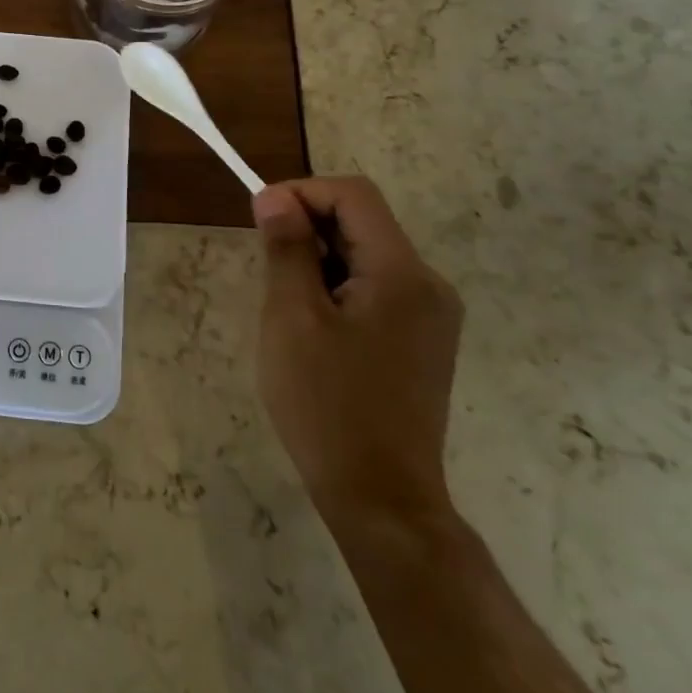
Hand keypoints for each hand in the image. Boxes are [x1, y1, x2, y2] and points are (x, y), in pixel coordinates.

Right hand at [253, 176, 462, 528]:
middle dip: (308, 229)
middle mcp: (428, 284)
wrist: (381, 499)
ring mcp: (431, 316)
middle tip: (268, 270)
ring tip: (288, 308)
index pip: (353, 194)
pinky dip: (338, 288)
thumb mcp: (293, 317)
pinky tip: (315, 330)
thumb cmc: (328, 404)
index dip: (302, 192)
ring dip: (319, 261)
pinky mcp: (422, 341)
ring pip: (365, 255)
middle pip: (362, 222)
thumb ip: (287, 248)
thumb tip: (274, 197)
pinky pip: (376, 288)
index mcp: (402, 273)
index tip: (260, 220)